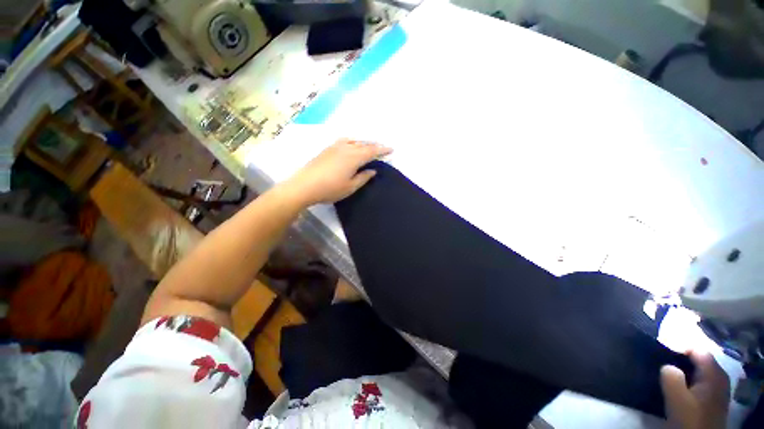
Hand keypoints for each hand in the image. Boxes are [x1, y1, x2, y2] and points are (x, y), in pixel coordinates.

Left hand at [284, 139, 392, 205]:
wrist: (304, 185)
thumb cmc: (330, 188)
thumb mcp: (351, 187)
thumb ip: (363, 177)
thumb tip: (372, 170)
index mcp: (354, 157)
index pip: (372, 151)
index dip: (383, 150)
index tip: (391, 149)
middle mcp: (346, 148)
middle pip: (364, 144)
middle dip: (374, 146)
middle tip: (382, 149)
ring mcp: (335, 147)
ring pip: (354, 141)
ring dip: (363, 143)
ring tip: (368, 147)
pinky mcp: (327, 149)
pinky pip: (344, 141)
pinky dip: (352, 142)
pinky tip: (351, 145)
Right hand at [660, 351, 729, 428]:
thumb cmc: (690, 419)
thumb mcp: (677, 398)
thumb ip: (670, 377)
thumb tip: (666, 366)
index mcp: (714, 372)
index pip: (696, 348)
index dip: (678, 347)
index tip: (660, 353)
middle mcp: (720, 376)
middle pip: (699, 359)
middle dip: (680, 360)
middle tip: (661, 363)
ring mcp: (718, 388)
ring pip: (698, 371)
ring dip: (683, 371)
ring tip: (667, 375)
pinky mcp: (713, 398)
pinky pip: (700, 381)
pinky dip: (688, 380)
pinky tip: (678, 388)